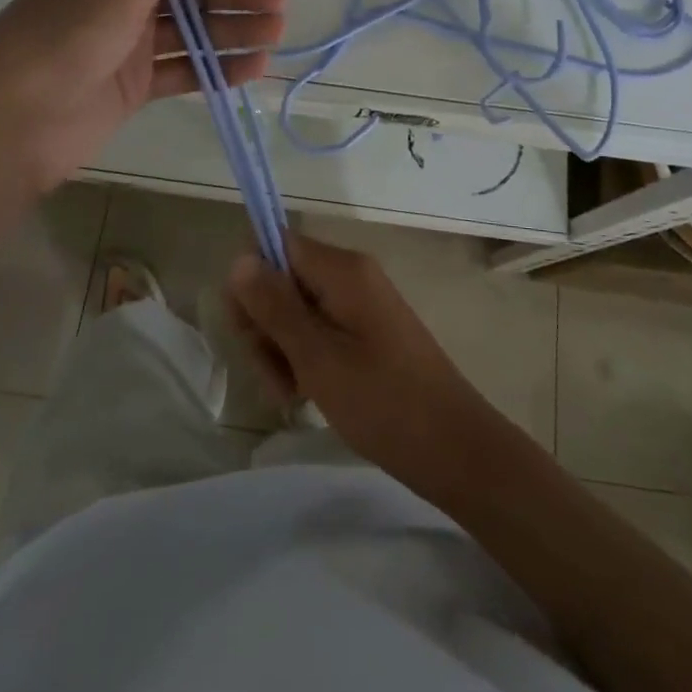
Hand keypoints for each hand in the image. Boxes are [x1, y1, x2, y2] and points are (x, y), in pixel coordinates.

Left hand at [0, 0, 284, 194]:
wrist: (12, 123)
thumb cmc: (61, 38)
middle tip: (278, 2)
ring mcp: (127, 43)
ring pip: (190, 31)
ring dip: (232, 31)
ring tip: (276, 33)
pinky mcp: (134, 85)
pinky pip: (183, 70)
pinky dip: (216, 68)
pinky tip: (252, 67)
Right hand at [227, 235, 507, 498]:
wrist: (453, 447)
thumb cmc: (383, 402)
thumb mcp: (317, 357)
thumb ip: (274, 307)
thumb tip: (238, 258)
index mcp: (342, 269)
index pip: (275, 244)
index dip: (251, 282)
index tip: (248, 332)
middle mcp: (350, 275)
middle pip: (282, 279)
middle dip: (265, 325)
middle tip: (274, 377)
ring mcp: (360, 303)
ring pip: (296, 310)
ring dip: (281, 349)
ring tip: (291, 394)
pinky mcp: (365, 331)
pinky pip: (318, 330)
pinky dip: (304, 358)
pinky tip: (305, 394)